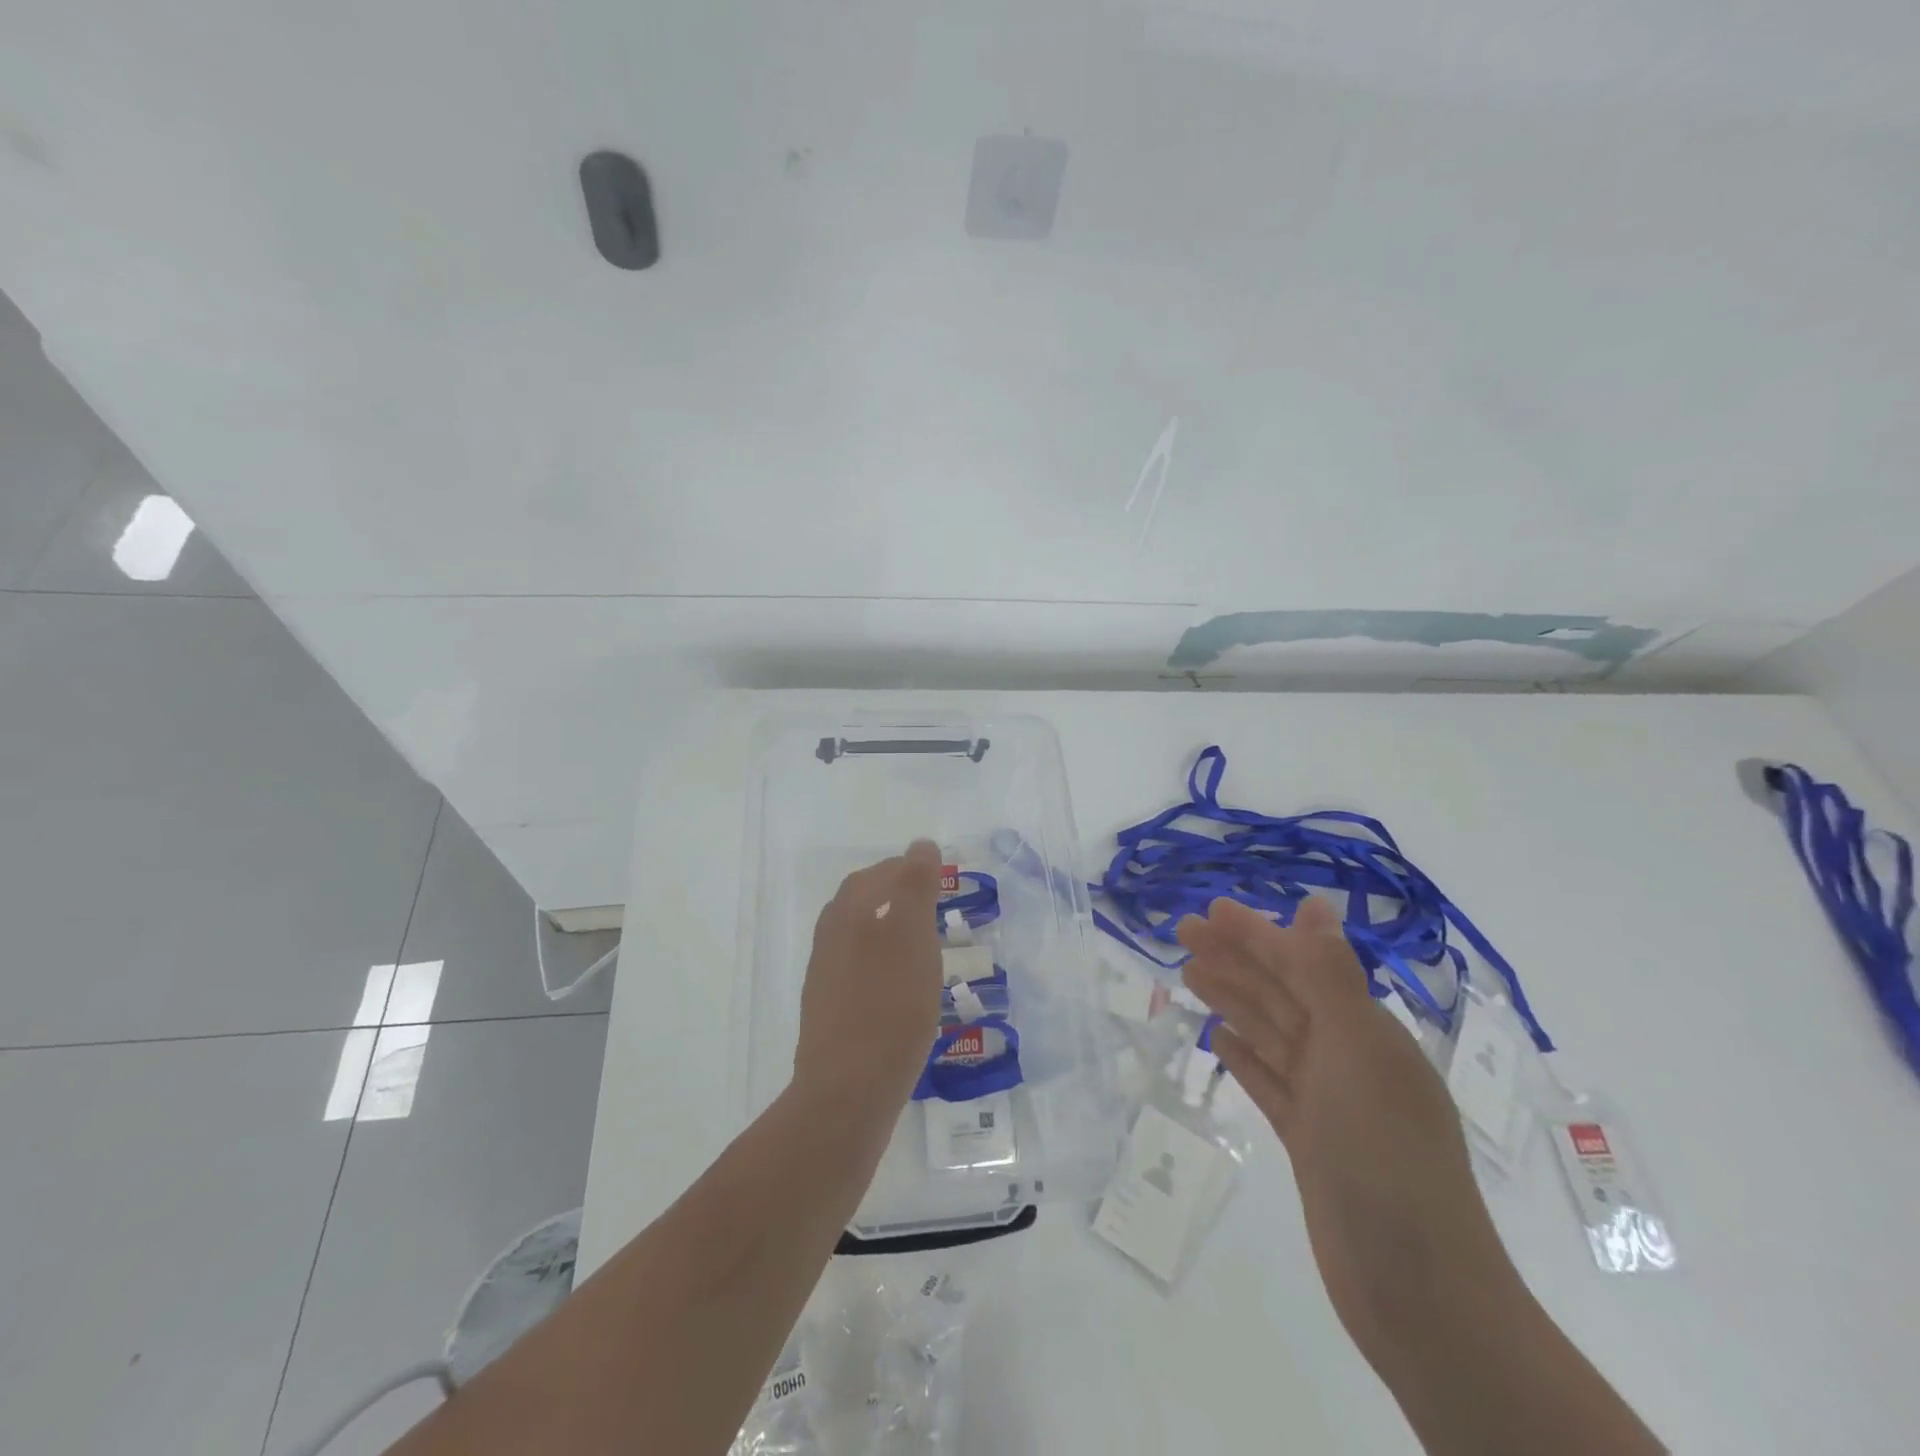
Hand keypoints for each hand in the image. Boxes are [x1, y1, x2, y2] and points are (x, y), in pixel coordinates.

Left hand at [794, 840, 944, 1113]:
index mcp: (849, 911)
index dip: (910, 870)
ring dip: (890, 931)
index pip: (880, 873)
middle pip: (864, 901)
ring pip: (860, 936)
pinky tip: (903, 987)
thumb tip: (920, 845)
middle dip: (899, 897)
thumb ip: (915, 886)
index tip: (940, 880)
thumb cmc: (890, 1005)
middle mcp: (831, 935)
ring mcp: (826, 974)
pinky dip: (883, 964)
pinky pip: (859, 969)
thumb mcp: (913, 936)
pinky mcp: (829, 1009)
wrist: (848, 1089)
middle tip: (935, 909)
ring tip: (924, 947)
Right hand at [1178, 897, 1522, 1368]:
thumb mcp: (1357, 1054)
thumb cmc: (1385, 1158)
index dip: (1255, 935)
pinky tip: (1219, 1040)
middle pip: (1281, 994)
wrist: (1418, 1292)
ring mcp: (1328, 1103)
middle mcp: (1348, 1058)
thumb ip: (1329, 978)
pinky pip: (1270, 1083)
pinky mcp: (1309, 1142)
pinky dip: (1245, 1057)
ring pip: (1270, 1034)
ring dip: (1232, 1000)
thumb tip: (1315, 905)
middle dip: (1234, 960)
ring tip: (1189, 974)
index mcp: (1365, 1032)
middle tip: (1182, 933)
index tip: (1208, 911)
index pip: (1300, 965)